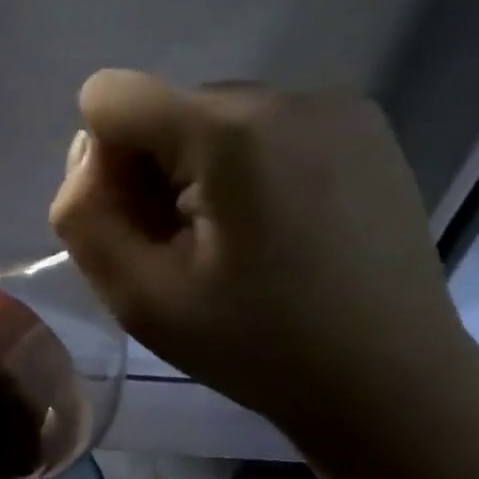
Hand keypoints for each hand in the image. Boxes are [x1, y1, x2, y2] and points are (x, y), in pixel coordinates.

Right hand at [47, 70, 477, 439]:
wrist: (397, 385)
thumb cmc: (259, 347)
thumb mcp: (136, 296)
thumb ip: (81, 213)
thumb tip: (92, 153)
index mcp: (229, 131)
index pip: (109, 96)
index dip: (106, 163)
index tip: (151, 224)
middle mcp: (283, 93)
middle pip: (162, 109)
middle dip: (155, 169)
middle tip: (195, 246)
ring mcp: (333, 103)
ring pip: (206, 116)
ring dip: (198, 168)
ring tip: (242, 240)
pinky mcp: (361, 122)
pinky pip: (258, 123)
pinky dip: (245, 163)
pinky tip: (282, 223)